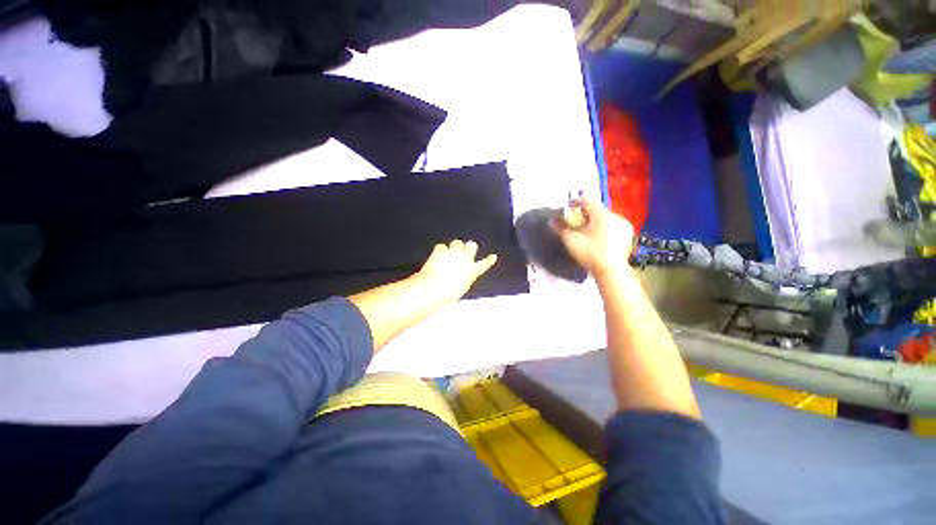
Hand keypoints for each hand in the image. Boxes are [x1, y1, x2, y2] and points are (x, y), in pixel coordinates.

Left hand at [416, 240, 497, 305]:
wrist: (434, 288)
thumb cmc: (447, 294)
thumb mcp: (461, 289)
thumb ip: (464, 279)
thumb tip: (462, 275)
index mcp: (472, 271)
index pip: (484, 264)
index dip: (489, 260)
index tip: (493, 257)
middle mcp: (465, 259)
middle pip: (472, 245)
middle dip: (469, 246)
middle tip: (466, 249)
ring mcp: (453, 253)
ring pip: (457, 242)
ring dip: (455, 246)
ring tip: (451, 252)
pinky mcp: (441, 250)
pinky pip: (441, 246)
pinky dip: (440, 250)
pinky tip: (437, 255)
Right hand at [553, 198, 633, 278]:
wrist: (611, 270)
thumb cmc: (590, 253)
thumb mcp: (571, 240)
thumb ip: (561, 228)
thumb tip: (552, 220)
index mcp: (601, 215)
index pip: (586, 201)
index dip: (575, 203)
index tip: (568, 207)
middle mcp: (615, 216)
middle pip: (597, 210)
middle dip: (586, 214)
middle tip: (577, 223)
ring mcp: (624, 225)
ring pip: (606, 218)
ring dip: (596, 221)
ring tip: (588, 231)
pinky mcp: (629, 234)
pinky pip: (614, 226)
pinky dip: (605, 228)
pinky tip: (600, 238)